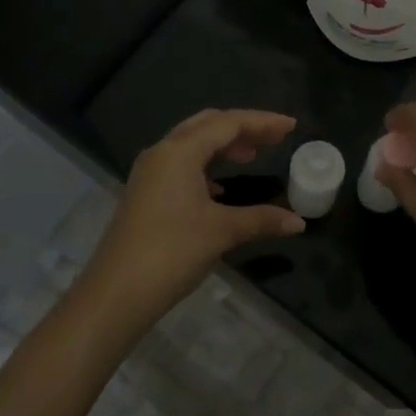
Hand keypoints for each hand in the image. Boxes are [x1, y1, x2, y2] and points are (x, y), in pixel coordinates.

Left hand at [77, 109, 304, 327]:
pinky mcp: (144, 192)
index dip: (262, 122)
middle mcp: (162, 152)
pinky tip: (220, 188)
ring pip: (191, 143)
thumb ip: (262, 219)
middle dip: (242, 128)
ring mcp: (149, 172)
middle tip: (273, 138)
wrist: (116, 293)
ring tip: (251, 157)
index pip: (228, 123)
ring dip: (222, 145)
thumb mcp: (222, 232)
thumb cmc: (172, 252)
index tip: (290, 126)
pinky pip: (180, 164)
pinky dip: (205, 166)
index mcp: (180, 151)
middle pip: (207, 125)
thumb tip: (298, 222)